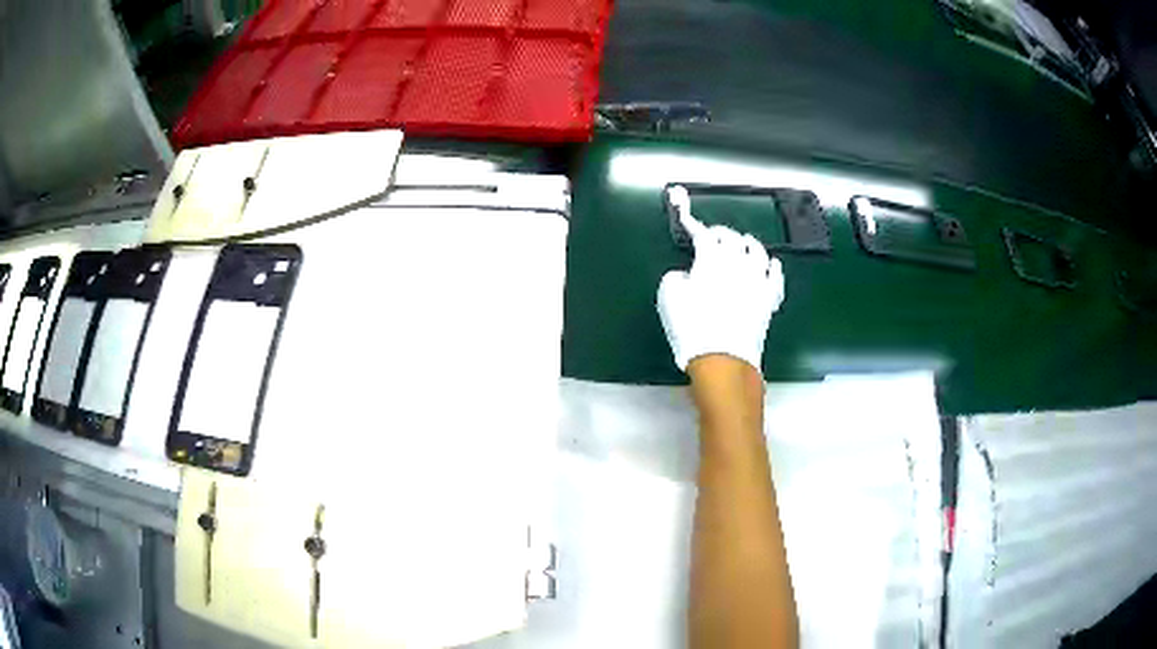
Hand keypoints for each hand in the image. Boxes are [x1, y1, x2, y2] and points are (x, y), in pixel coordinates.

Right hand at [657, 186, 785, 372]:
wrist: (724, 358)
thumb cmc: (692, 328)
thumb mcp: (668, 298)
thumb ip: (675, 277)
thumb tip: (686, 274)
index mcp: (711, 258)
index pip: (703, 234)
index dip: (693, 225)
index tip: (688, 220)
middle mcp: (738, 262)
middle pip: (731, 237)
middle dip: (720, 232)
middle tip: (713, 234)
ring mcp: (758, 279)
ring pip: (757, 250)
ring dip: (748, 242)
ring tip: (743, 241)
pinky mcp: (770, 297)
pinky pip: (775, 275)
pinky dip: (772, 266)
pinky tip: (772, 263)